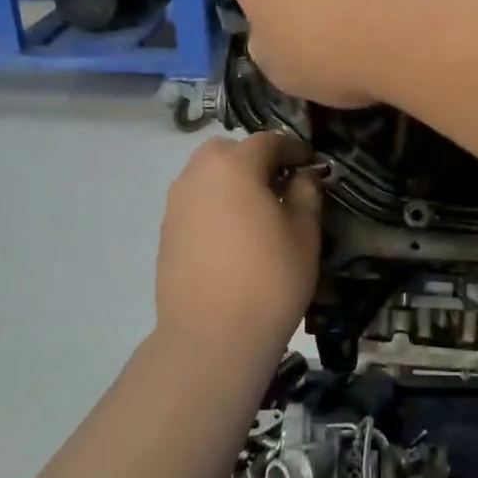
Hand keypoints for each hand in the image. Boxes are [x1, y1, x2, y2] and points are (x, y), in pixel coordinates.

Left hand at [155, 133, 322, 361]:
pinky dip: (214, 205)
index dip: (293, 149)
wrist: (212, 337)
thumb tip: (303, 175)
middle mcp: (198, 174)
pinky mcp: (166, 231)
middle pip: (229, 151)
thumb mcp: (304, 233)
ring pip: (207, 175)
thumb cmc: (270, 279)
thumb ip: (306, 193)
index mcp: (234, 166)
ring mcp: (176, 203)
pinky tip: (233, 236)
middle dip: (254, 160)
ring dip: (231, 181)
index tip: (311, 165)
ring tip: (256, 212)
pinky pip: (194, 202)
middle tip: (279, 186)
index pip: (268, 141)